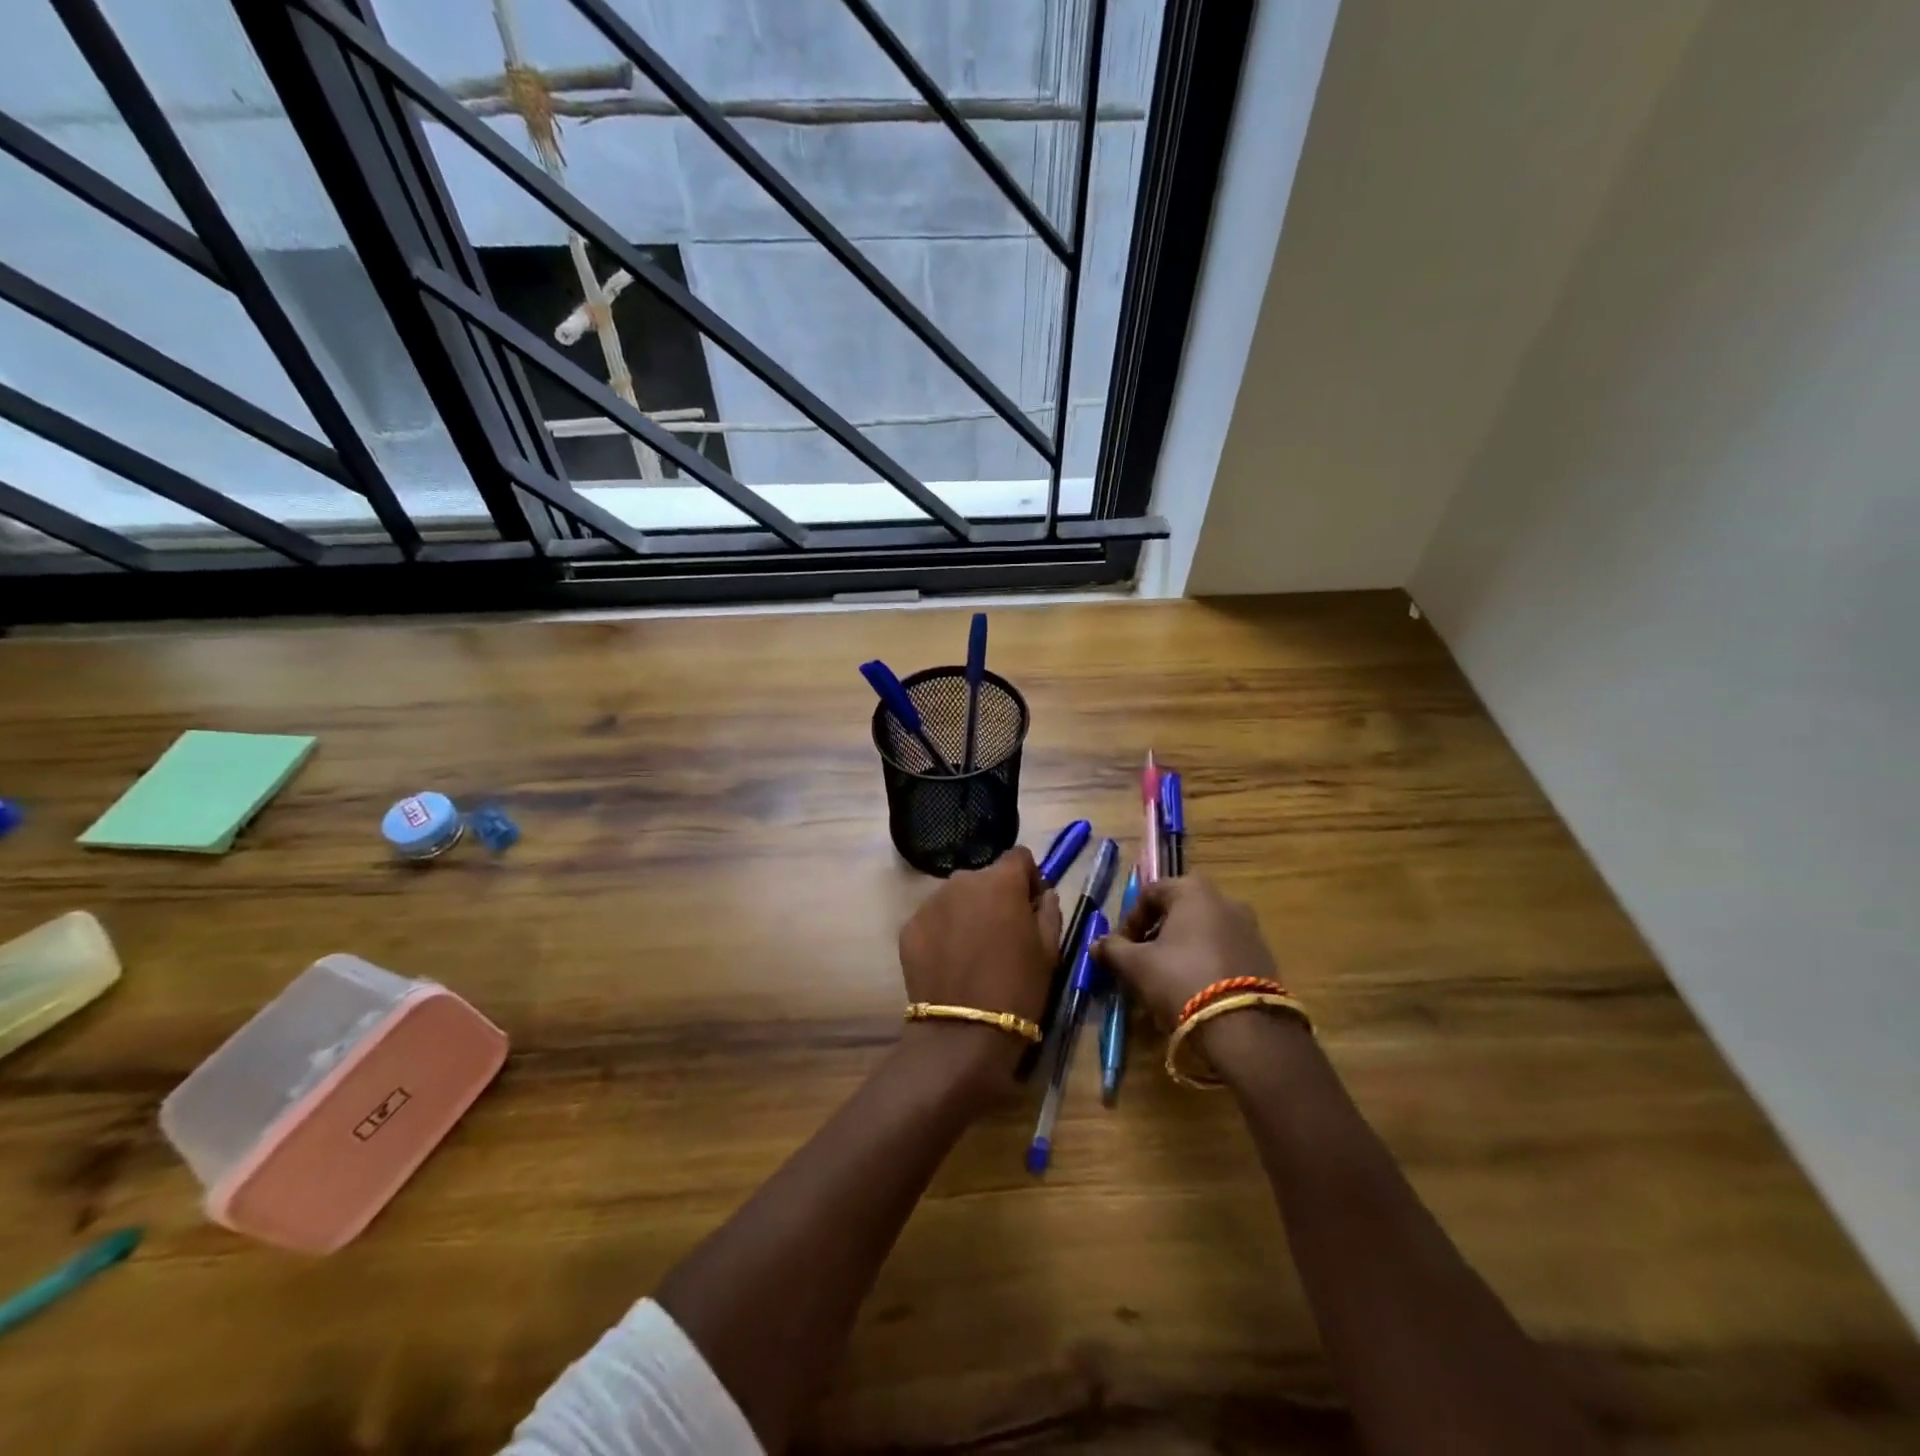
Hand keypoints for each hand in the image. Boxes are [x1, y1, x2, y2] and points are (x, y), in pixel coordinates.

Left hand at [896, 847, 1061, 1101]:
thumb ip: (1049, 911)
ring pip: (957, 898)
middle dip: (996, 898)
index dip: (1028, 879)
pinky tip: (951, 963)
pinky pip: (934, 919)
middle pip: (985, 878)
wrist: (964, 1032)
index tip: (1031, 907)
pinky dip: (943, 932)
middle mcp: (962, 880)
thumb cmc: (1018, 988)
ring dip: (968, 913)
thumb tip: (1043, 894)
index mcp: (1000, 881)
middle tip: (1003, 935)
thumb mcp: (1049, 950)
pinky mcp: (909, 926)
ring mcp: (931, 902)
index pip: (1018, 857)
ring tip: (974, 952)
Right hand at [1094, 876, 1279, 1028]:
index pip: (1150, 893)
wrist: (1245, 1028)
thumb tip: (1096, 945)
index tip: (1121, 949)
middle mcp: (1225, 900)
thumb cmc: (1181, 980)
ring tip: (1166, 980)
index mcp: (1193, 891)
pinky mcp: (1263, 957)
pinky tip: (1195, 990)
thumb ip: (1113, 950)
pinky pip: (1223, 951)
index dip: (1130, 920)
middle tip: (1141, 963)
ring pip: (1202, 932)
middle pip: (1178, 911)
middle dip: (1155, 935)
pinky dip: (1205, 962)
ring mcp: (1249, 928)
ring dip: (1180, 950)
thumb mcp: (1137, 966)